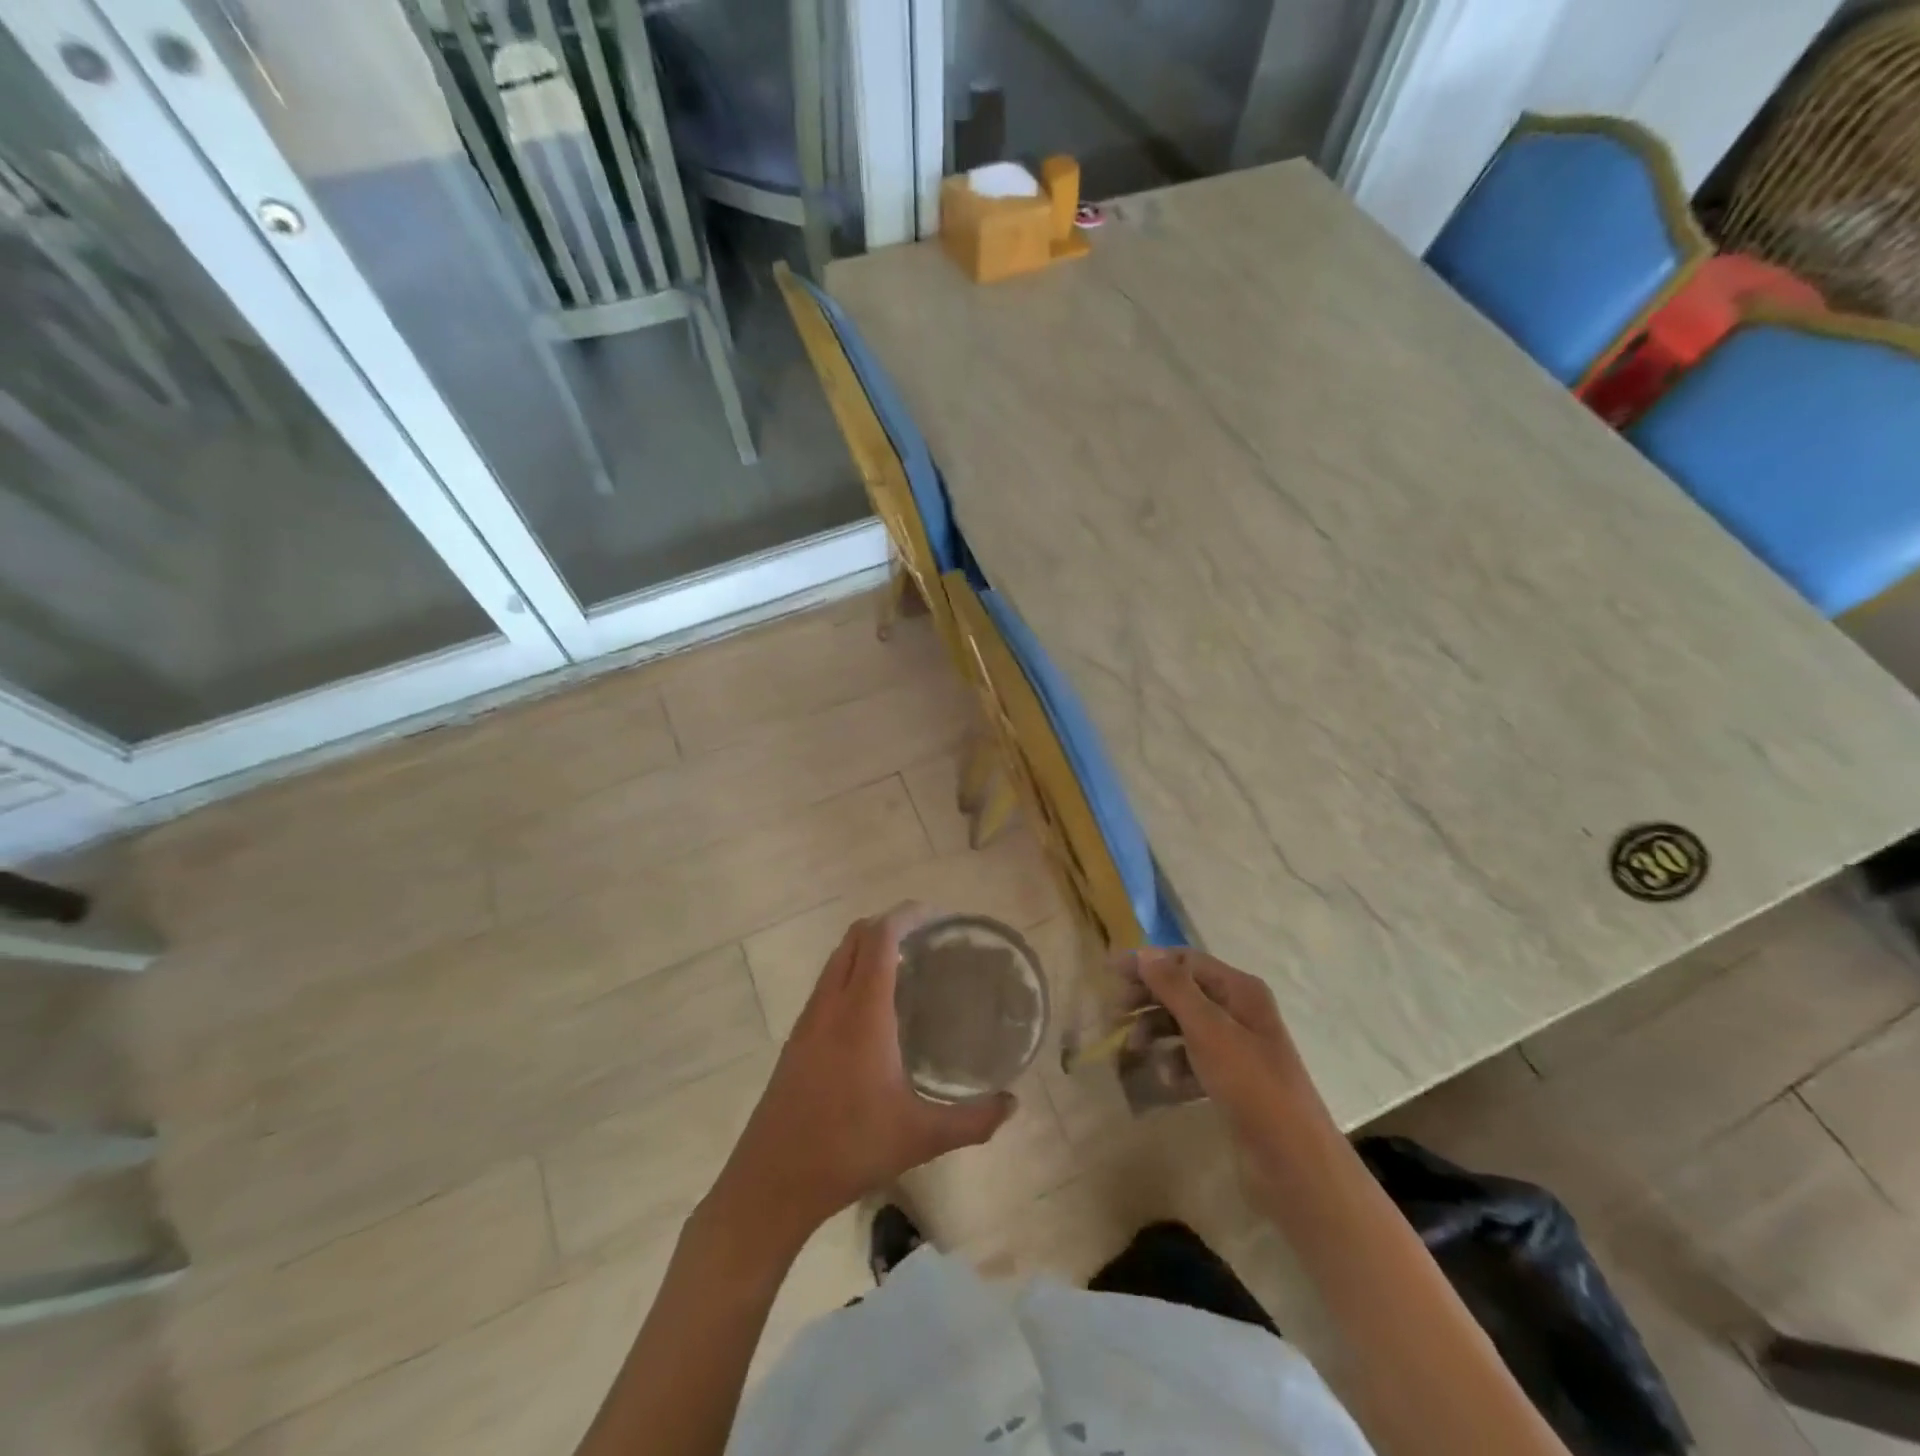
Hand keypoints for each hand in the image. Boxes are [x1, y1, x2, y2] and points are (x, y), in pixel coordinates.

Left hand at [705, 906, 1014, 1253]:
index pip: (879, 937)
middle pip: (855, 937)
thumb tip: (1013, 1104)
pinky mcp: (796, 1039)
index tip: (937, 915)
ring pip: (836, 959)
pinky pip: (826, 984)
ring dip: (866, 947)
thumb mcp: (920, 1137)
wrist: (772, 1181)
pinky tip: (872, 1008)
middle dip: (889, 924)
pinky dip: (850, 972)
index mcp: (862, 1012)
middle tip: (926, 937)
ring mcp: (808, 1020)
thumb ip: (972, 1120)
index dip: (906, 915)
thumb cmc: (848, 1149)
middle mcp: (832, 1003)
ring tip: (904, 965)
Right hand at [1132, 948, 1334, 1212]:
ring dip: (1157, 1032)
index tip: (1111, 974)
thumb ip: (1175, 988)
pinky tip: (1167, 1082)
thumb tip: (1145, 951)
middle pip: (1183, 991)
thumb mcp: (1208, 1030)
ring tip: (1135, 1049)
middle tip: (1116, 1014)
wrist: (1293, 1161)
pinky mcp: (1232, 1080)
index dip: (1148, 963)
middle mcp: (1239, 1011)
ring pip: (1185, 1026)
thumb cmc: (1250, 1084)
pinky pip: (1194, 1059)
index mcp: (1239, 990)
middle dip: (1149, 999)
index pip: (1185, 960)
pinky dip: (1176, 1065)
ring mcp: (1237, 1047)